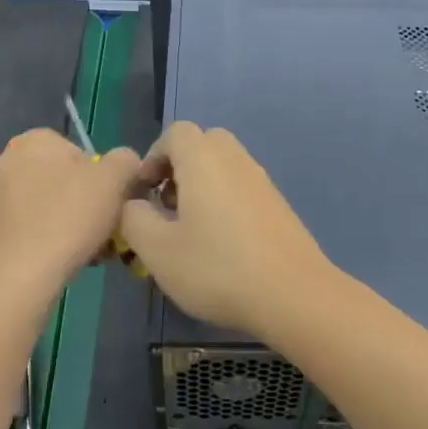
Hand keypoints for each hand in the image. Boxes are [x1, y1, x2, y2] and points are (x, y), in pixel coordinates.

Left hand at [0, 129, 142, 301]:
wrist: (22, 274)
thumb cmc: (70, 218)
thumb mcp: (115, 179)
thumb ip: (126, 160)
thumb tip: (125, 163)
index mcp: (35, 139)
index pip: (83, 152)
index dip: (105, 179)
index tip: (112, 204)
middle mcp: (7, 158)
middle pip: (65, 178)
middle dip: (87, 201)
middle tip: (104, 228)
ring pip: (50, 203)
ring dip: (71, 220)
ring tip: (90, 248)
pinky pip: (32, 224)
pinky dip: (50, 235)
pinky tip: (65, 256)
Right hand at [120, 122, 333, 337]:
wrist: (294, 295)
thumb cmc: (218, 269)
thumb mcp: (157, 250)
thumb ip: (134, 219)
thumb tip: (134, 205)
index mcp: (204, 160)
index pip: (176, 133)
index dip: (153, 157)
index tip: (144, 193)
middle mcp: (237, 161)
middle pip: (204, 145)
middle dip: (179, 168)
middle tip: (166, 206)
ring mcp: (264, 183)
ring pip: (226, 168)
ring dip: (202, 188)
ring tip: (190, 230)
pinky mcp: (280, 208)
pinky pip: (244, 190)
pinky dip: (226, 203)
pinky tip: (222, 246)